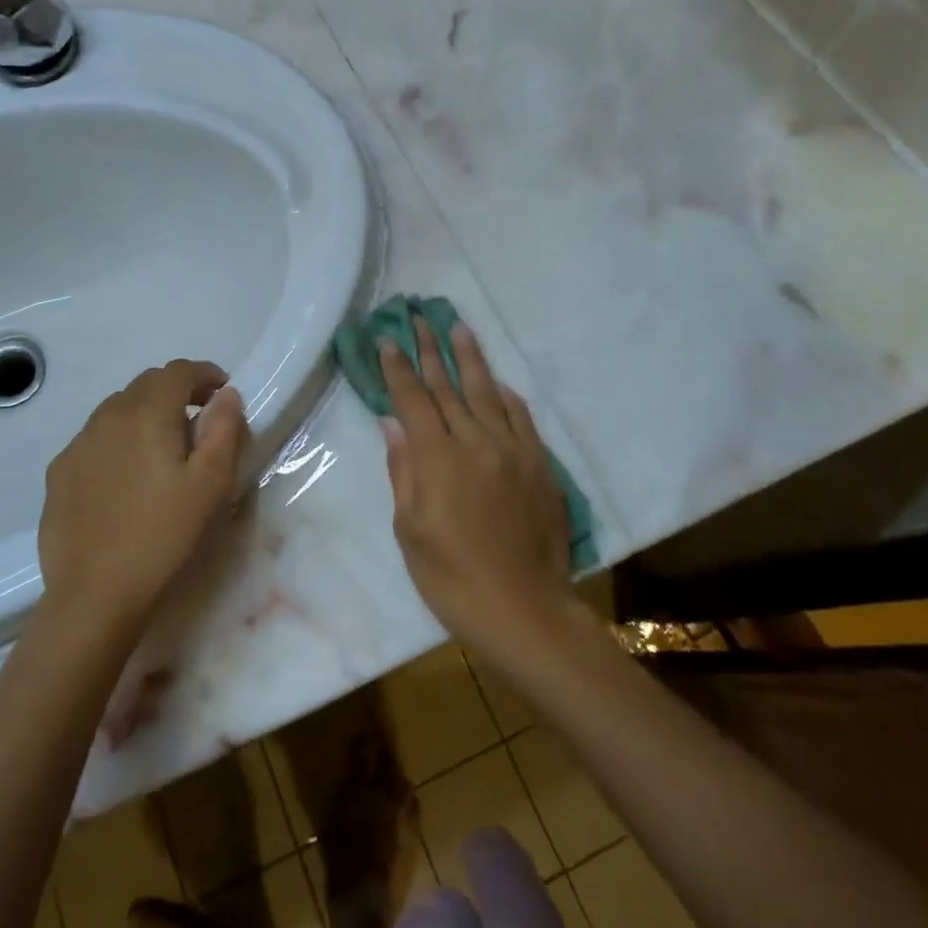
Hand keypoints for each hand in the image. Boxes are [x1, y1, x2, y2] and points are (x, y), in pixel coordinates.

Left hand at [38, 360, 247, 633]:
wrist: (94, 597)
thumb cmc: (163, 538)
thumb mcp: (212, 486)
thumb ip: (224, 430)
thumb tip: (226, 396)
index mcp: (148, 414)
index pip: (178, 371)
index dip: (205, 374)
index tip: (222, 394)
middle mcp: (108, 416)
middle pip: (147, 384)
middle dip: (177, 392)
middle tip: (198, 422)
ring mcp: (78, 444)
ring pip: (117, 409)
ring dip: (145, 413)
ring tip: (162, 450)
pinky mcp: (59, 472)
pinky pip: (94, 438)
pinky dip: (118, 440)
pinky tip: (125, 477)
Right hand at [381, 320, 575, 662]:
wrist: (524, 610)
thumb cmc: (451, 577)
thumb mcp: (410, 530)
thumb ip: (404, 471)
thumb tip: (393, 424)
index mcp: (438, 458)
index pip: (413, 400)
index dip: (398, 368)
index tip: (388, 339)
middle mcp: (475, 442)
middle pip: (448, 386)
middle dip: (430, 350)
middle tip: (419, 317)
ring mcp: (512, 451)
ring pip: (486, 393)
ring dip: (470, 359)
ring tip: (459, 329)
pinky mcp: (539, 466)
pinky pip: (521, 420)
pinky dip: (506, 397)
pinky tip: (497, 383)